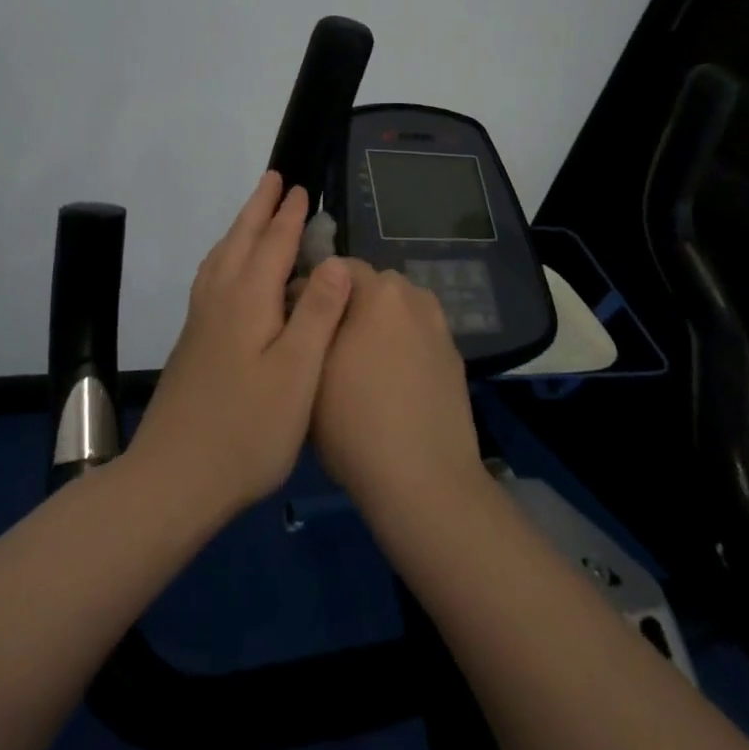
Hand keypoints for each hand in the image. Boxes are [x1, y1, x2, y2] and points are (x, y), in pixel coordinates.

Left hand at [129, 173, 353, 519]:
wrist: (174, 478)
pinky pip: (211, 278)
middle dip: (258, 208)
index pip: (272, 244)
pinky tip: (226, 275)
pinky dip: (224, 257)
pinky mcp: (192, 343)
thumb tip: (336, 260)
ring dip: (238, 229)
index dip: (288, 215)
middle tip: (272, 178)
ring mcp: (200, 322)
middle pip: (240, 241)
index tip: (299, 187)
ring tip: (251, 216)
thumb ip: (318, 313)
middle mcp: (219, 300)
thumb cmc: (247, 429)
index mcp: (248, 300)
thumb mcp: (297, 373)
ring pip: (220, 258)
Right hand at [312, 260, 481, 516]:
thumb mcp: (309, 368)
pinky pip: (415, 339)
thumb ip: (307, 321)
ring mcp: (439, 328)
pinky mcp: (454, 359)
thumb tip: (304, 299)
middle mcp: (414, 297)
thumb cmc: (354, 422)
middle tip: (323, 347)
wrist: (424, 482)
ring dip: (375, 327)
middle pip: (369, 288)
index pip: (336, 267)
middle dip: (345, 307)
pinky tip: (388, 387)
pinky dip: (399, 350)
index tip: (295, 324)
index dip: (309, 292)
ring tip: (357, 369)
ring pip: (394, 314)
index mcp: (379, 290)